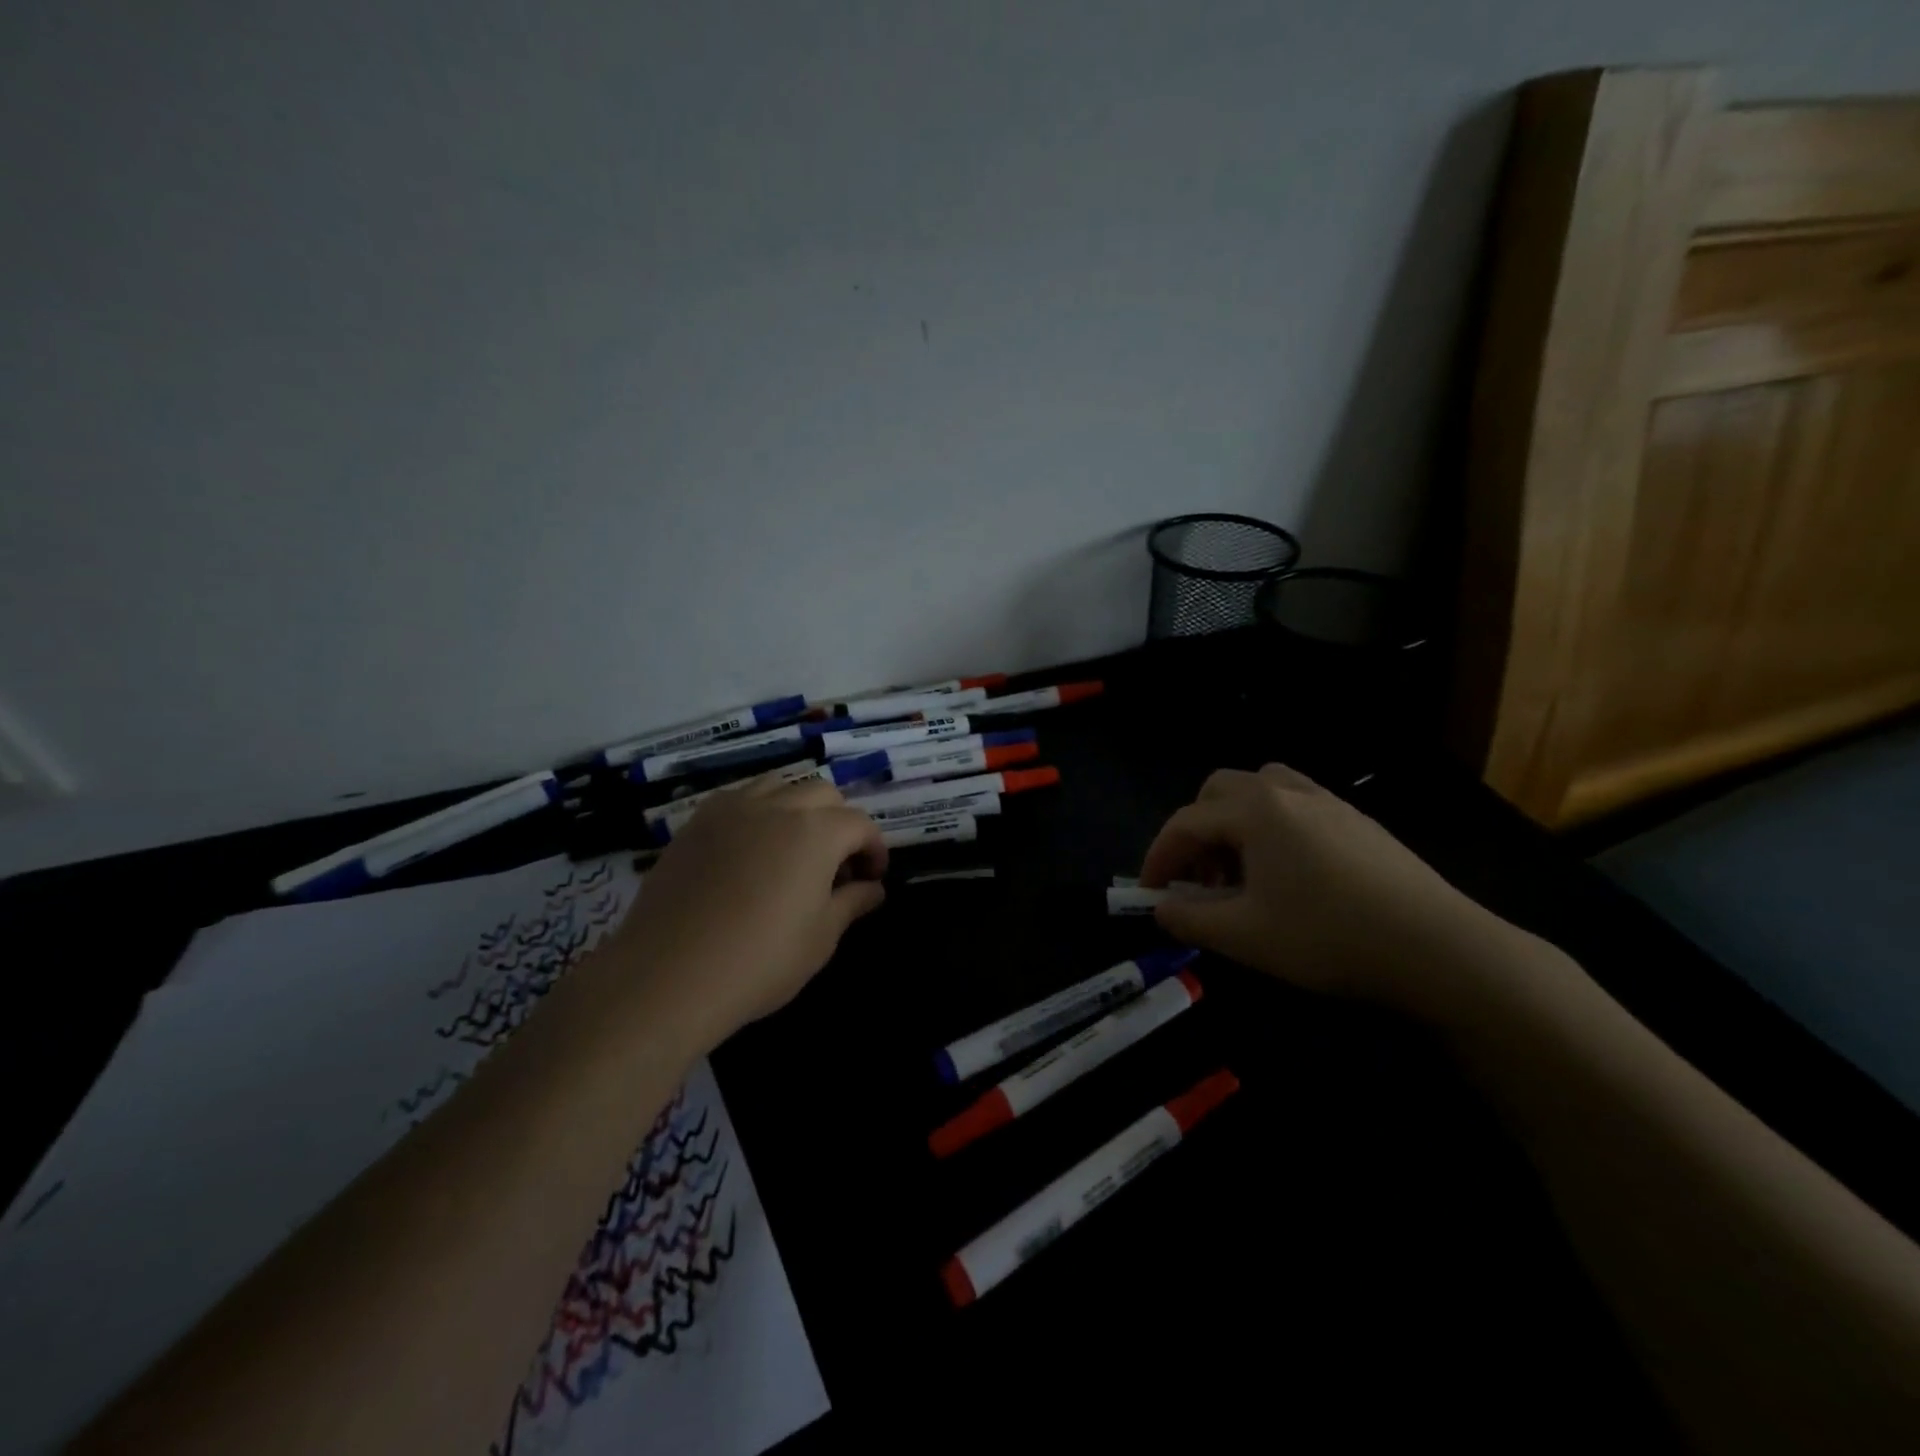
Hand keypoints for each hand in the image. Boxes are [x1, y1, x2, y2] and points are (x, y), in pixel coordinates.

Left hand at [608, 772, 887, 1052]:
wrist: (669, 974)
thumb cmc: (760, 961)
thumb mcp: (821, 938)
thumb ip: (852, 903)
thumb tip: (874, 889)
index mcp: (817, 831)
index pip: (860, 824)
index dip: (874, 849)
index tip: (872, 878)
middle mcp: (778, 806)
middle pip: (823, 794)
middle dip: (839, 822)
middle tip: (835, 864)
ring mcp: (732, 809)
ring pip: (780, 785)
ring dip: (798, 807)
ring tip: (793, 846)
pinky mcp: (697, 822)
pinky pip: (739, 798)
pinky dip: (757, 811)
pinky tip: (750, 847)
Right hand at [1139, 764, 1502, 1010]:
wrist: (1439, 948)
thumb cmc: (1328, 936)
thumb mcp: (1244, 936)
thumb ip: (1190, 918)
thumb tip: (1161, 907)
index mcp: (1255, 810)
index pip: (1186, 823)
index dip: (1159, 857)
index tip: (1149, 894)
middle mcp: (1287, 792)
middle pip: (1219, 791)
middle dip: (1196, 832)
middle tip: (1198, 879)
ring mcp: (1328, 802)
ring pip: (1261, 790)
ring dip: (1234, 823)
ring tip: (1241, 872)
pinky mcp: (1359, 822)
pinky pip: (1296, 806)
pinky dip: (1272, 828)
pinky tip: (1289, 875)